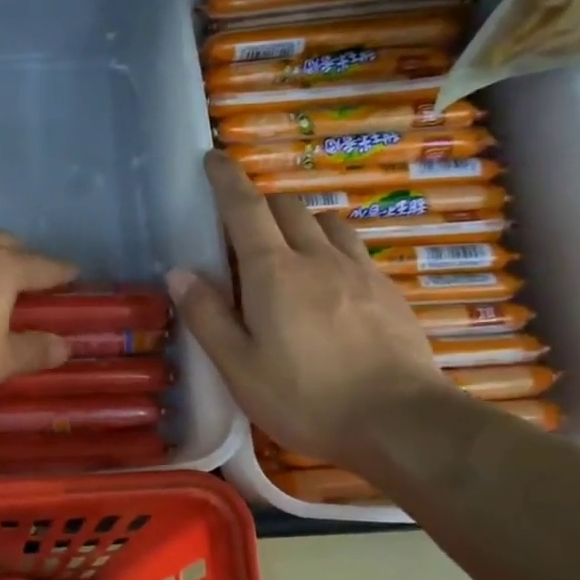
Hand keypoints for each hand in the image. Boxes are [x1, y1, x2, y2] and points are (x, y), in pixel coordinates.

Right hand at [171, 152, 447, 466]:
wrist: (400, 422)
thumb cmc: (305, 398)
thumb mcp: (238, 367)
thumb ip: (207, 316)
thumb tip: (179, 272)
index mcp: (273, 272)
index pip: (245, 208)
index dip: (227, 179)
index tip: (214, 158)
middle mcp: (318, 257)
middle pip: (287, 206)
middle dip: (260, 203)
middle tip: (241, 230)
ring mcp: (360, 270)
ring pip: (327, 221)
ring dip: (300, 222)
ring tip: (288, 252)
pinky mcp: (388, 291)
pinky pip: (354, 249)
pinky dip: (331, 248)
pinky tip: (329, 284)